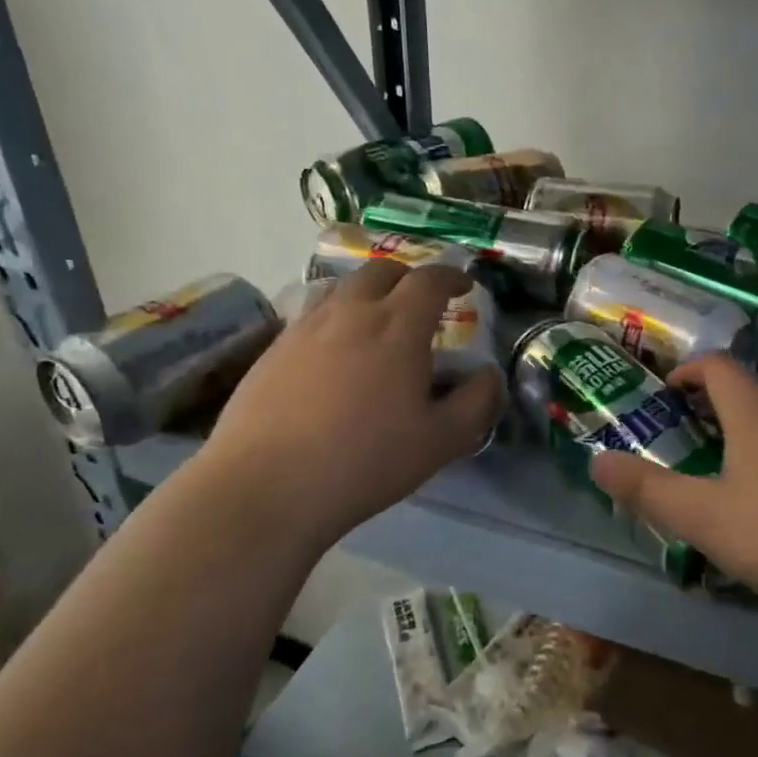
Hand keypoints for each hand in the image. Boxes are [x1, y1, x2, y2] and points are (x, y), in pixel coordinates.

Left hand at [196, 260, 503, 551]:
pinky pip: (312, 314)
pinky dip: (335, 316)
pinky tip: (334, 351)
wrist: (268, 485)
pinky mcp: (273, 349)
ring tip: (377, 319)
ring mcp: (305, 327)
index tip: (464, 285)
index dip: (451, 276)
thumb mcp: (441, 441)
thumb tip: (488, 374)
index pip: (429, 280)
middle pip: (381, 271)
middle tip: (421, 299)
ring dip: (368, 292)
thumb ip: (476, 402)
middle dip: (408, 276)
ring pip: (341, 288)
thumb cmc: (366, 461)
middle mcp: (350, 313)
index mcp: (397, 327)